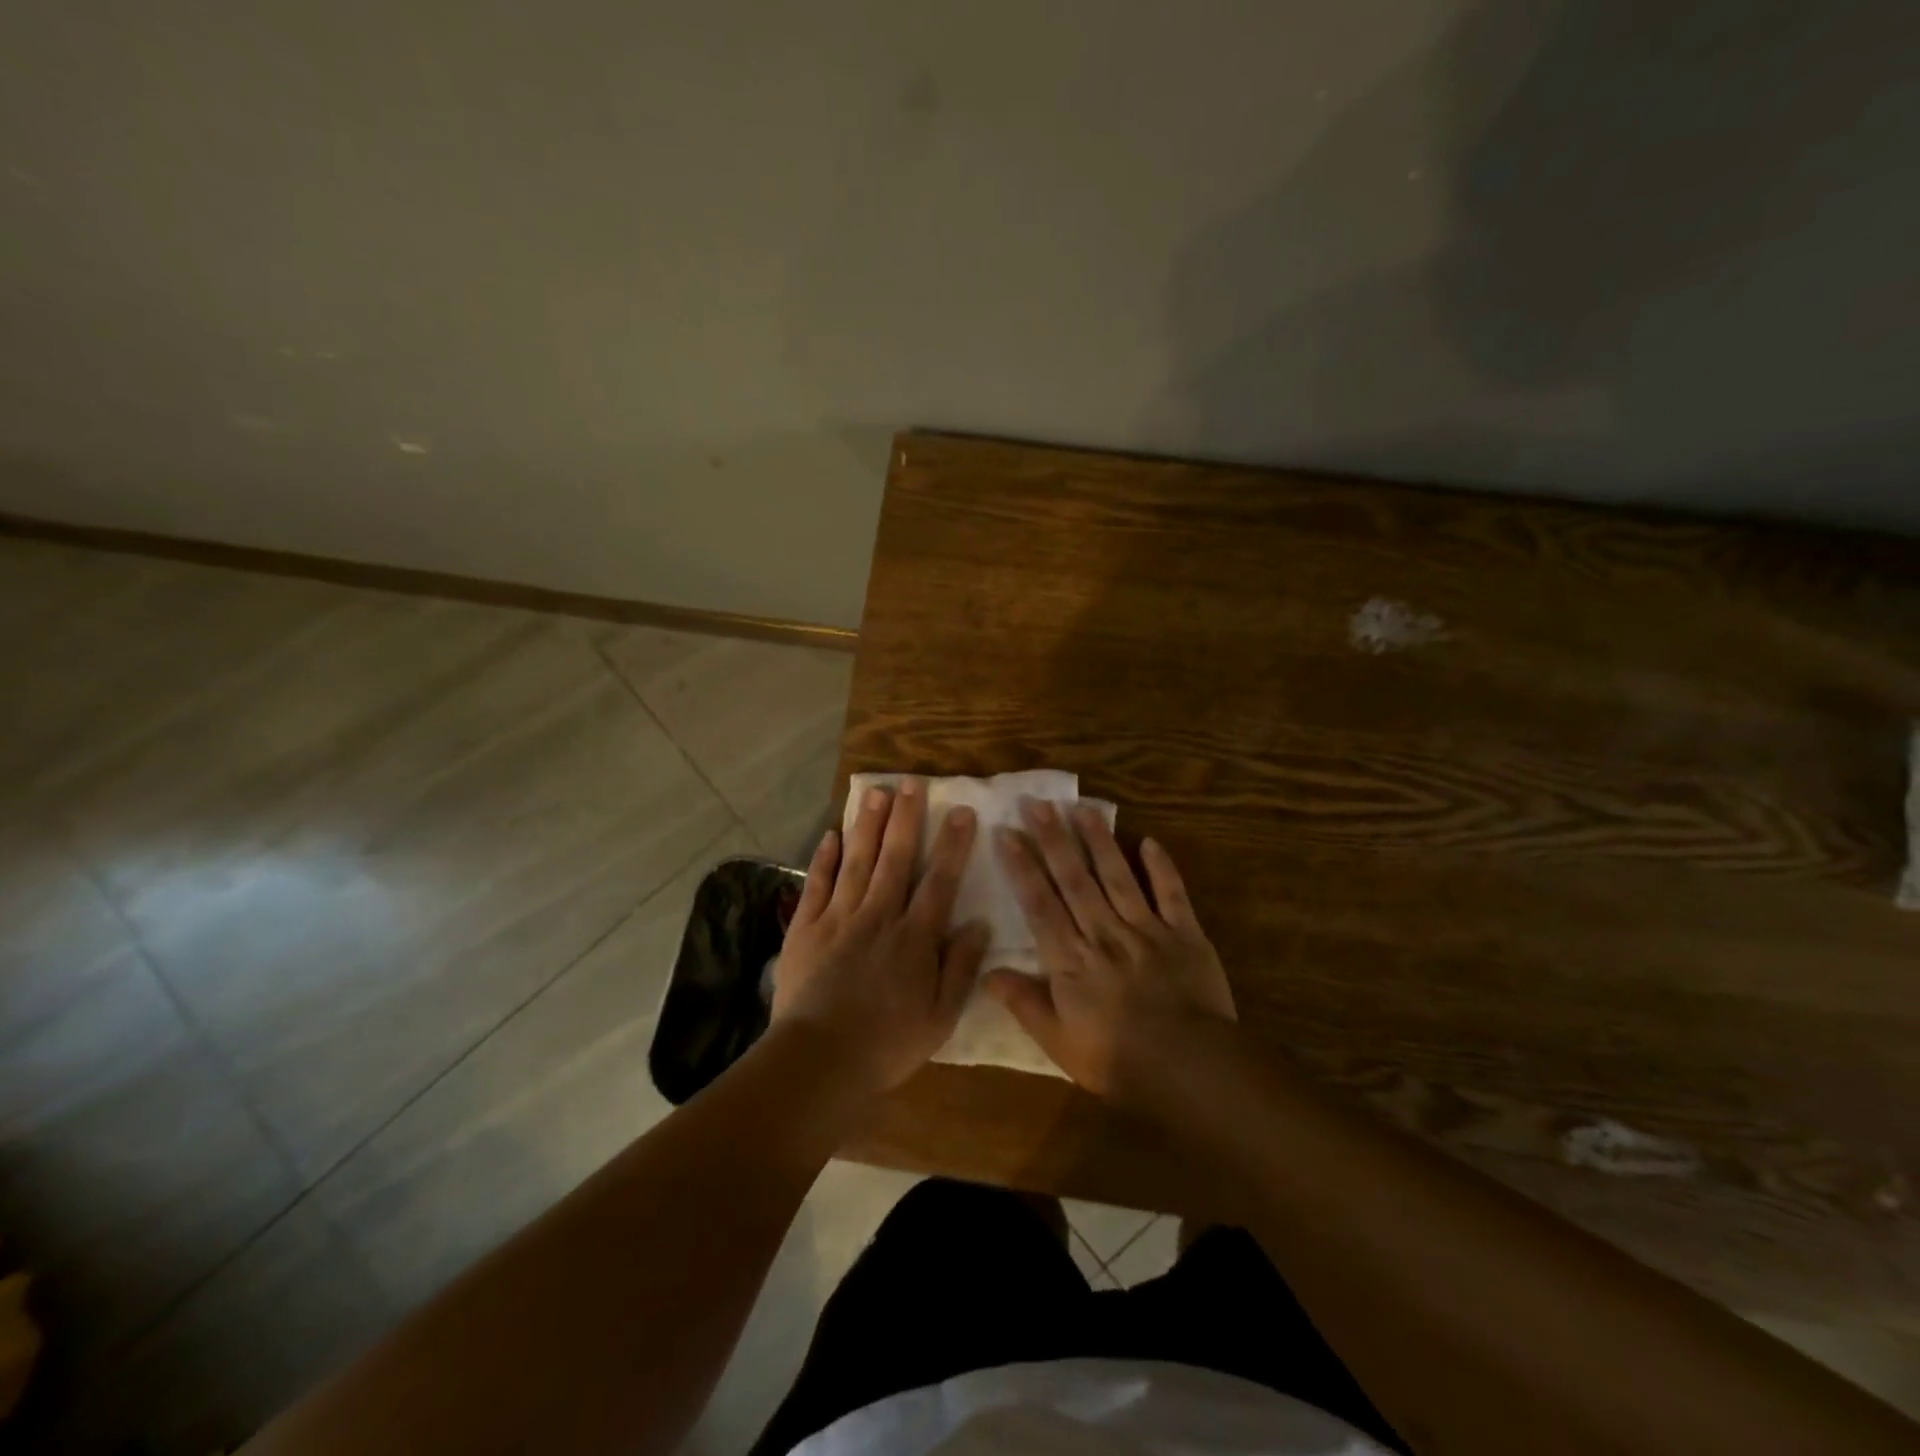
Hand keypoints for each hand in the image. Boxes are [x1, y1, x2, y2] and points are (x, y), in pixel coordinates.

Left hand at [771, 778, 987, 1094]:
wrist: (819, 1060)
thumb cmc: (887, 1043)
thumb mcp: (940, 1016)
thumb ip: (960, 967)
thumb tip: (978, 923)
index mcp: (914, 938)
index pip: (940, 881)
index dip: (953, 845)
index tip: (963, 812)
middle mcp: (879, 916)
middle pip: (896, 858)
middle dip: (907, 818)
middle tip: (912, 782)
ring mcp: (839, 918)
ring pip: (857, 861)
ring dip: (868, 825)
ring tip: (876, 791)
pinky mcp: (806, 928)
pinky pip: (817, 884)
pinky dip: (825, 858)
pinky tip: (832, 834)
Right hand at [984, 799, 1234, 1101]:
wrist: (1190, 1069)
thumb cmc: (1117, 1059)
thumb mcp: (1058, 1042)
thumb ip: (1024, 1003)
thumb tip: (987, 972)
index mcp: (1072, 959)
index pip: (1040, 904)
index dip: (1022, 867)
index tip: (1007, 833)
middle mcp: (1104, 933)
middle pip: (1074, 879)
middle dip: (1053, 839)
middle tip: (1037, 803)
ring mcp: (1146, 929)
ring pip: (1117, 877)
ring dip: (1099, 841)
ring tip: (1083, 808)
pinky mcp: (1185, 933)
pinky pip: (1172, 893)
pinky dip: (1162, 867)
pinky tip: (1150, 840)